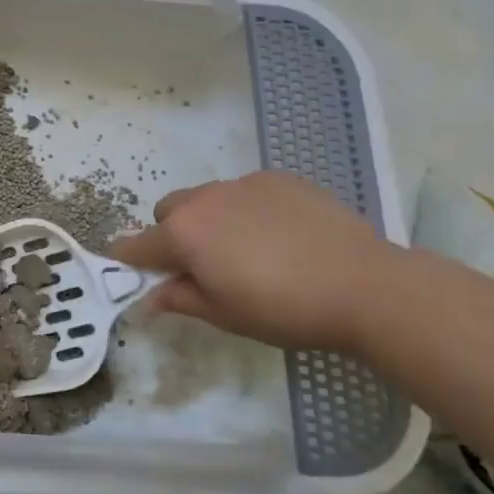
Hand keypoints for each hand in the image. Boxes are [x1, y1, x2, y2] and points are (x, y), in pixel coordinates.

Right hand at [108, 171, 399, 351]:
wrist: (365, 286)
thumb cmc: (283, 309)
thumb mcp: (223, 315)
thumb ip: (179, 299)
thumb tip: (149, 297)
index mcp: (182, 234)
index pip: (134, 245)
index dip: (128, 261)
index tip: (136, 275)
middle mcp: (204, 200)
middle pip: (168, 212)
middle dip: (173, 235)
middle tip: (204, 266)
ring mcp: (243, 184)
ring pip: (207, 198)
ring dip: (210, 220)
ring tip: (249, 250)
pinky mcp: (279, 178)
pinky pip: (246, 192)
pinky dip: (248, 210)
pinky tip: (281, 236)